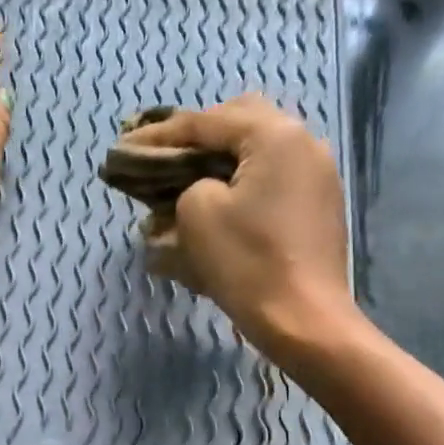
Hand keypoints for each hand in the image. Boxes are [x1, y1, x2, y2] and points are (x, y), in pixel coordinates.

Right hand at [122, 95, 354, 351]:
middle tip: (163, 159)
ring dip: (220, 164)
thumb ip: (187, 183)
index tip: (125, 148)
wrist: (305, 322)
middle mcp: (303, 144)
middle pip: (240, 123)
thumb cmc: (248, 263)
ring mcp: (317, 177)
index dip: (160, 135)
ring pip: (258, 154)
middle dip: (198, 138)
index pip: (206, 121)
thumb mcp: (197, 214)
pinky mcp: (318, 209)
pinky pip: (272, 183)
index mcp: (275, 135)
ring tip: (186, 185)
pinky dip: (241, 187)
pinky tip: (218, 209)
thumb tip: (196, 189)